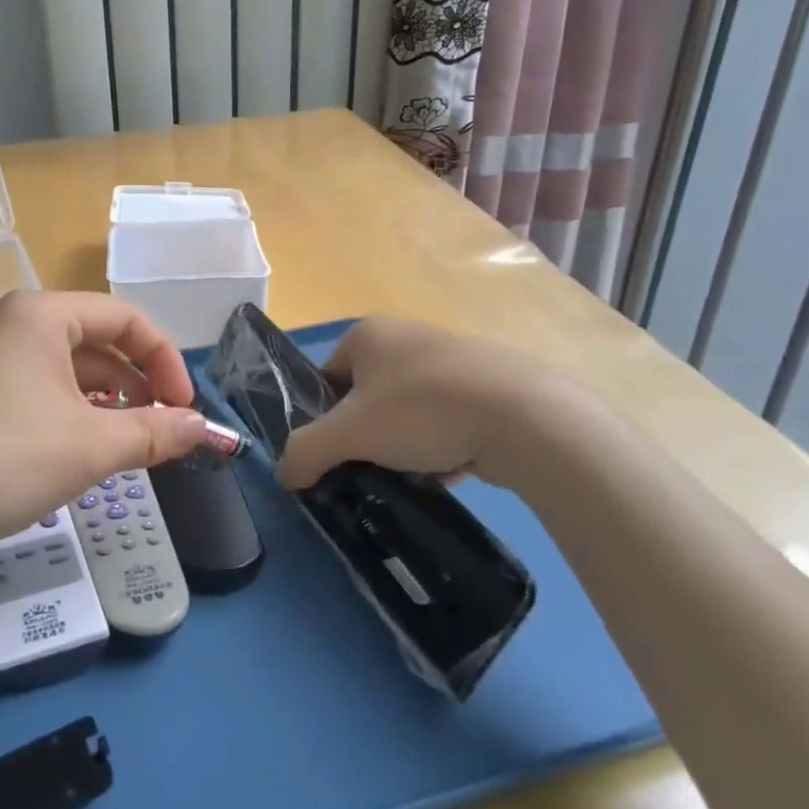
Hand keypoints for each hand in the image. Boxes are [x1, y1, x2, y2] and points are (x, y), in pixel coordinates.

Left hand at [0, 291, 208, 554]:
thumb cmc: (3, 459)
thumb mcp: (90, 447)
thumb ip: (155, 432)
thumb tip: (204, 429)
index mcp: (41, 313)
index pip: (126, 319)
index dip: (166, 361)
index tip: (186, 409)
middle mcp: (10, 320)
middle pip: (95, 340)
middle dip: (136, 383)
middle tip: (159, 429)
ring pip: (65, 366)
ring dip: (103, 399)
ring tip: (123, 440)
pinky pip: (35, 384)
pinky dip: (67, 408)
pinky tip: (76, 445)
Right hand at [275, 316, 567, 493]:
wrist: (523, 417)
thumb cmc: (420, 410)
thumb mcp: (348, 435)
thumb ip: (305, 452)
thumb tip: (285, 475)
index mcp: (368, 333)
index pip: (326, 378)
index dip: (325, 419)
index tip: (338, 451)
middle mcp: (407, 334)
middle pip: (367, 397)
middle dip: (367, 435)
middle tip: (372, 466)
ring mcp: (452, 357)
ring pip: (408, 411)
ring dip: (404, 444)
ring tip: (413, 474)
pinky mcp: (489, 383)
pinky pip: (447, 418)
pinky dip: (441, 444)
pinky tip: (449, 469)